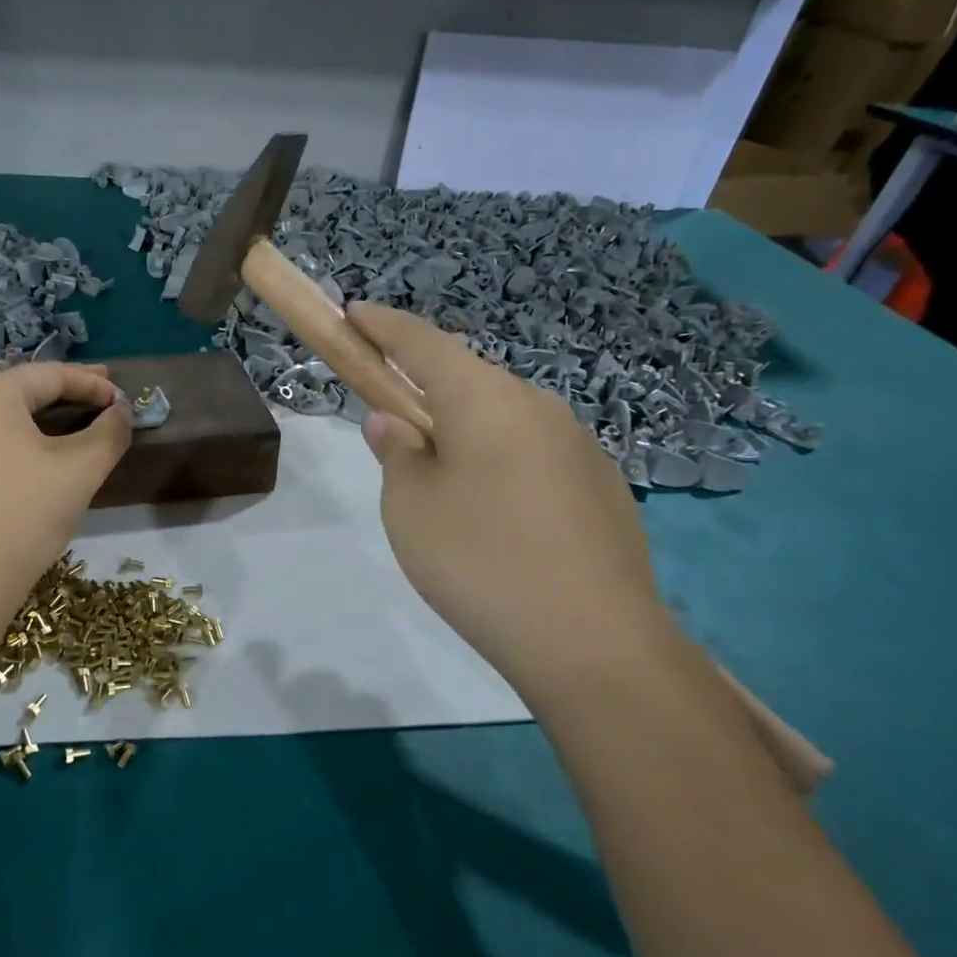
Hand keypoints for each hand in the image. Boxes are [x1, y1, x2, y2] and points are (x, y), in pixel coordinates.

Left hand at [0, 363, 131, 600]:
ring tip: (37, 417)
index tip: (120, 398)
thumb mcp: (82, 469)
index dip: (91, 384)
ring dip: (10, 410)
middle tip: (92, 398)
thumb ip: (110, 431)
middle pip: (13, 388)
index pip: (51, 376)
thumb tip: (121, 410)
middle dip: (56, 392)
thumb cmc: (26, 515)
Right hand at [347, 302, 679, 685]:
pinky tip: (495, 516)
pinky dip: (500, 463)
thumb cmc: (480, 562)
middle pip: (468, 380)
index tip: (354, 312)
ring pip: (504, 419)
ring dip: (465, 431)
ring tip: (442, 483)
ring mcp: (579, 447)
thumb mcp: (410, 507)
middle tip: (393, 421)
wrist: (595, 645)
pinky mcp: (603, 488)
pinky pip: (534, 455)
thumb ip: (396, 453)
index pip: (423, 343)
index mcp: (486, 400)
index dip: (383, 325)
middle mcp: (539, 407)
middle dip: (425, 387)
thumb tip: (395, 422)